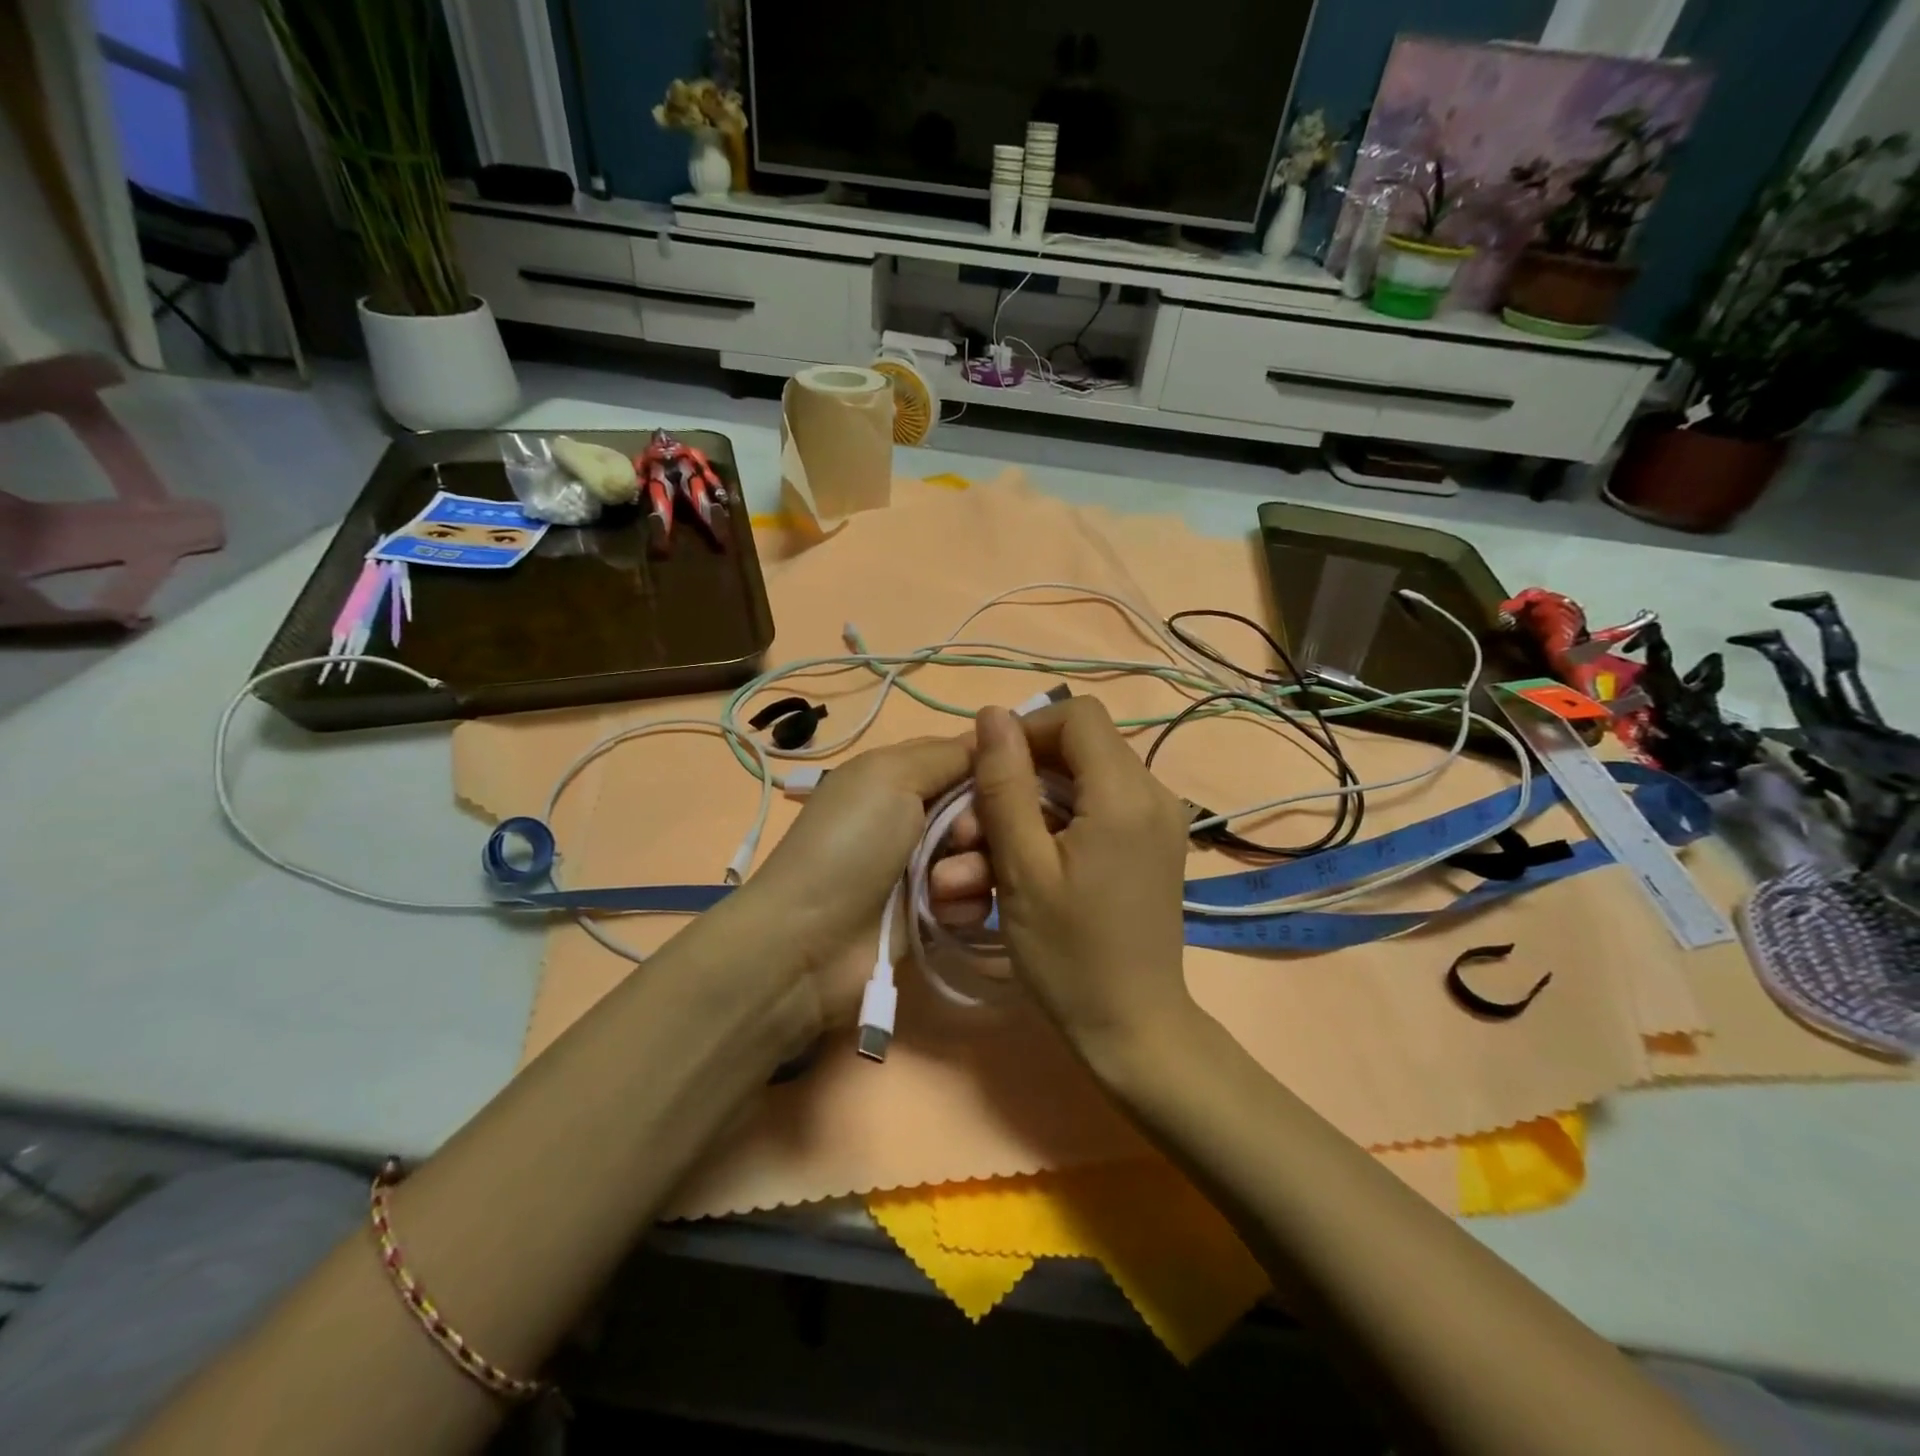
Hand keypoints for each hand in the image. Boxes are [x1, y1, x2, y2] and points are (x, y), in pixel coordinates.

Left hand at [739, 736, 970, 1010]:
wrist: (810, 939)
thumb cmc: (850, 843)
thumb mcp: (890, 776)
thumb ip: (947, 754)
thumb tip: (995, 735)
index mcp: (901, 775)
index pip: (966, 757)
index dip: (995, 766)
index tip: (1012, 779)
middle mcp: (917, 816)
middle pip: (984, 808)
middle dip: (980, 824)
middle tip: (960, 840)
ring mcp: (927, 866)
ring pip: (987, 856)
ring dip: (972, 870)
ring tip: (940, 887)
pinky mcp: (935, 912)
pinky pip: (978, 899)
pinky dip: (963, 905)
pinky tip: (939, 914)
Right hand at [959, 699, 1197, 1063]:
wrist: (1133, 1027)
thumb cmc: (1069, 953)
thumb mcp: (1022, 867)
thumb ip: (1005, 784)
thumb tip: (992, 714)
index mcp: (1124, 792)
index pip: (1076, 715)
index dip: (1026, 731)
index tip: (990, 775)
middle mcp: (1153, 793)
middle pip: (1079, 747)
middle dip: (1023, 777)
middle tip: (980, 828)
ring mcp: (1160, 819)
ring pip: (1086, 779)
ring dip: (1035, 805)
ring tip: (994, 856)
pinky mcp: (1156, 844)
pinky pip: (1102, 807)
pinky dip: (1062, 822)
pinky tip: (1033, 864)